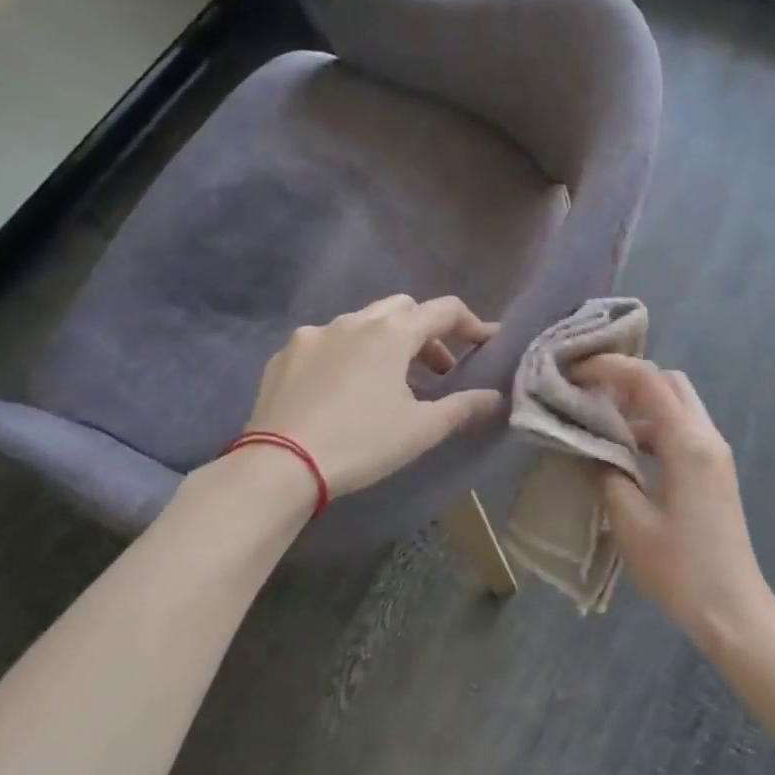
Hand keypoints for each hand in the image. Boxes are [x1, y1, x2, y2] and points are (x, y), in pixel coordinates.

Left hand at [241, 295, 502, 504]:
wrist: (278, 466)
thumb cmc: (361, 442)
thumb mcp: (421, 429)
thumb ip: (464, 407)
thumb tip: (496, 398)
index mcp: (392, 334)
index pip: (444, 310)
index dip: (471, 323)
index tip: (486, 343)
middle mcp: (354, 322)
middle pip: (403, 308)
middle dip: (426, 332)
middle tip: (436, 370)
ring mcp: (314, 335)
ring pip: (362, 322)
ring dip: (386, 341)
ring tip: (388, 382)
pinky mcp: (284, 356)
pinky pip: (326, 343)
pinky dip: (346, 354)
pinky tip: (341, 390)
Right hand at [572, 356, 774, 651]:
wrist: (733, 608)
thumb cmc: (680, 568)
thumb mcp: (631, 523)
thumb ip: (608, 476)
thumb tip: (594, 452)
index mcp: (688, 443)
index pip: (649, 381)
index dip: (611, 368)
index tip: (576, 372)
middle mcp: (707, 437)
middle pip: (670, 383)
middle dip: (630, 380)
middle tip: (592, 394)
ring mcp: (715, 454)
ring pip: (678, 407)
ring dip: (642, 407)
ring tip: (601, 422)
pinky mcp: (715, 472)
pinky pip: (683, 432)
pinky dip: (655, 429)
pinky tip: (627, 453)